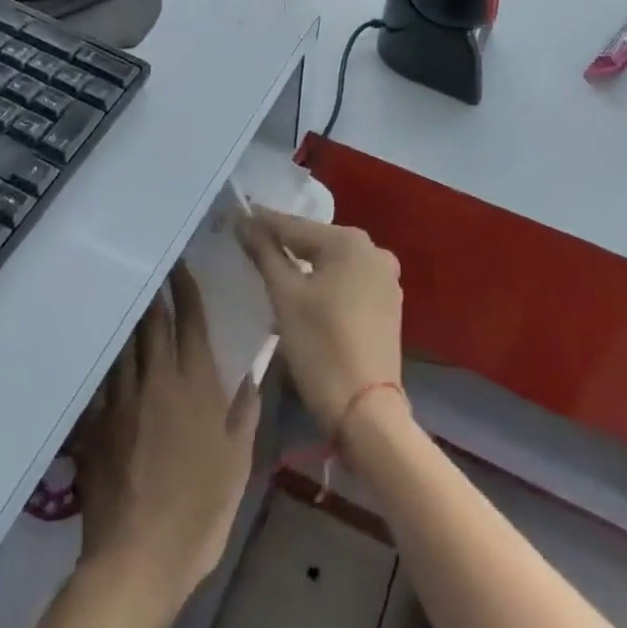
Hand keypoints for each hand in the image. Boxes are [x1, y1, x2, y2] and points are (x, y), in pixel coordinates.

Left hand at [73, 262, 259, 599]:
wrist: (139, 556)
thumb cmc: (200, 507)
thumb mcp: (238, 460)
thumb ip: (245, 410)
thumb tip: (253, 373)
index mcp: (195, 382)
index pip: (189, 320)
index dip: (184, 288)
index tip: (179, 264)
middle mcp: (157, 379)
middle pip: (152, 323)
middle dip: (154, 293)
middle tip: (152, 268)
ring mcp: (122, 400)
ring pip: (124, 344)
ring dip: (130, 320)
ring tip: (130, 298)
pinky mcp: (96, 424)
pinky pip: (102, 379)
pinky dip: (107, 360)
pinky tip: (105, 352)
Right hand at [240, 209, 403, 434]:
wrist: (367, 412)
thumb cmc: (321, 347)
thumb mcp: (285, 298)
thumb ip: (265, 254)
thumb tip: (244, 221)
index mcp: (349, 241)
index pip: (295, 226)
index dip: (263, 222)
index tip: (238, 215)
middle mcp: (373, 250)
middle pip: (316, 242)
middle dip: (284, 243)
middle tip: (251, 242)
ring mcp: (385, 277)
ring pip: (333, 263)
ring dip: (304, 265)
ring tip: (273, 267)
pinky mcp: (388, 303)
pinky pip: (348, 281)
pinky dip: (325, 283)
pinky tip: (306, 293)